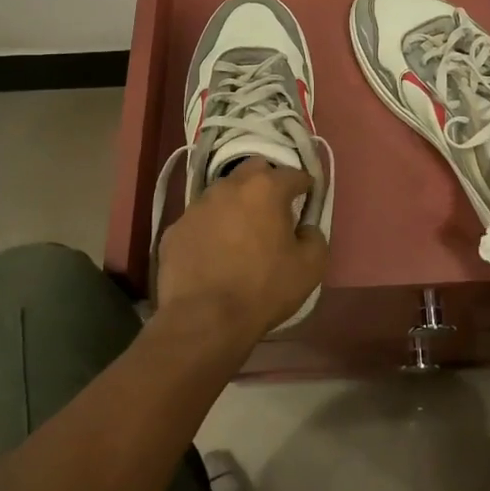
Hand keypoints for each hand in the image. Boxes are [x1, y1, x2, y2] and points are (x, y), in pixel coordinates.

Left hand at [157, 161, 328, 345]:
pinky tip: (213, 253)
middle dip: (267, 181)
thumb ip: (315, 237)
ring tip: (240, 231)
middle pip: (253, 170)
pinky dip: (210, 228)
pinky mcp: (174, 229)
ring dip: (235, 204)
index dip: (305, 185)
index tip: (308, 199)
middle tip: (273, 208)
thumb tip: (305, 229)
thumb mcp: (311, 267)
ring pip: (222, 193)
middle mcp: (229, 187)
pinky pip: (200, 220)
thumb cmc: (263, 289)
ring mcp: (197, 206)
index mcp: (265, 189)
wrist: (203, 320)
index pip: (293, 174)